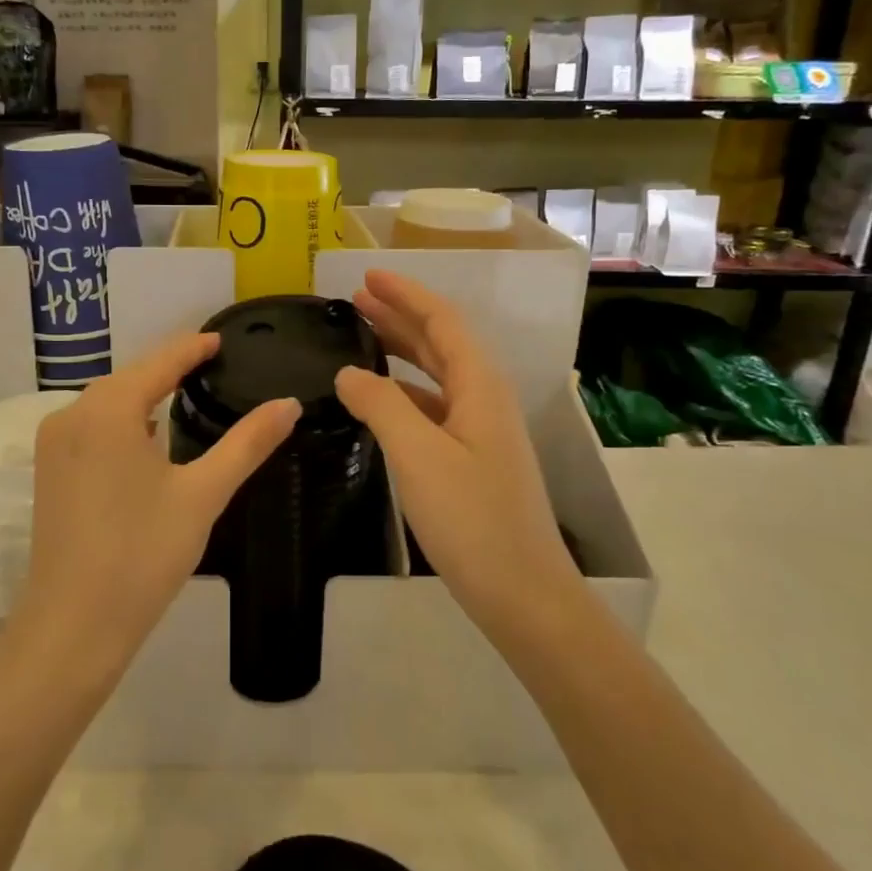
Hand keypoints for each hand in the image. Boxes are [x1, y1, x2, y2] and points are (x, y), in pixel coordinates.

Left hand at [10, 332, 300, 682]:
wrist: (73, 627)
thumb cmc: (142, 555)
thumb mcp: (203, 494)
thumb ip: (247, 443)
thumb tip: (289, 403)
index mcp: (107, 409)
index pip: (160, 362)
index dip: (193, 347)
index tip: (222, 339)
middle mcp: (72, 414)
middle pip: (130, 377)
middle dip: (169, 368)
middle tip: (214, 364)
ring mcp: (54, 444)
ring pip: (108, 402)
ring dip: (145, 394)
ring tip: (188, 391)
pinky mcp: (49, 471)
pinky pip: (92, 427)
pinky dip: (124, 420)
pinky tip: (148, 434)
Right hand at [334, 270, 581, 627]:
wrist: (523, 593)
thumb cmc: (472, 518)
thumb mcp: (418, 454)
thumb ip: (380, 404)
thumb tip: (348, 372)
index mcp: (479, 385)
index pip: (441, 320)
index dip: (405, 294)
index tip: (366, 277)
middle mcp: (483, 398)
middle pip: (439, 342)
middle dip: (398, 317)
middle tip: (354, 303)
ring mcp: (480, 430)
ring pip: (435, 375)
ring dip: (400, 352)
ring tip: (360, 340)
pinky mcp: (471, 458)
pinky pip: (433, 407)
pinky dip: (402, 393)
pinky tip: (377, 400)